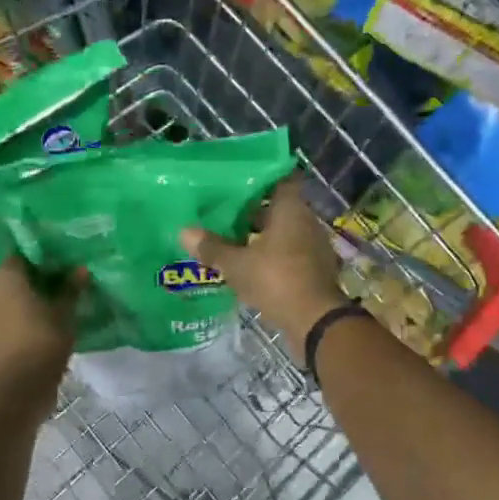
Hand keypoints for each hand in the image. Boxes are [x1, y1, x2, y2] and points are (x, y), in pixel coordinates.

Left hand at [0, 257, 80, 390]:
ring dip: (32, 297)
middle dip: (39, 277)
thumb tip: (81, 269)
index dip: (43, 256)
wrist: (19, 387)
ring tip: (59, 302)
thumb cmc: (43, 340)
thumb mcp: (64, 312)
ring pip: (12, 296)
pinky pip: (10, 315)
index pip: (23, 253)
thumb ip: (71, 288)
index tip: (64, 261)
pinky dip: (25, 315)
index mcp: (6, 275)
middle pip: (16, 275)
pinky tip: (47, 321)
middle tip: (66, 281)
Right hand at [180, 175, 348, 345]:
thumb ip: (211, 247)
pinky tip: (251, 266)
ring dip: (261, 236)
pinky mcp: (315, 269)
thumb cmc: (275, 279)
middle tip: (224, 214)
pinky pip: (289, 254)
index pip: (279, 180)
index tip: (236, 183)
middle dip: (253, 212)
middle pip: (278, 208)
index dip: (259, 179)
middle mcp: (306, 221)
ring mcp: (314, 246)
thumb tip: (183, 231)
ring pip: (283, 232)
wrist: (314, 320)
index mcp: (290, 209)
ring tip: (232, 241)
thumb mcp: (236, 264)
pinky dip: (272, 256)